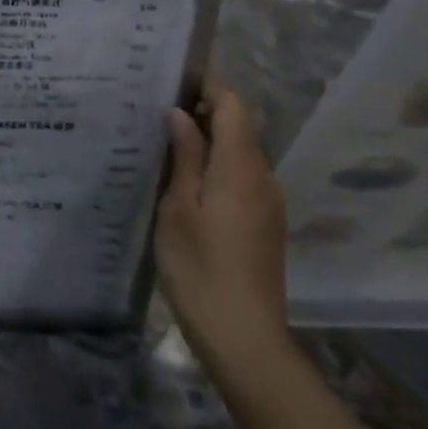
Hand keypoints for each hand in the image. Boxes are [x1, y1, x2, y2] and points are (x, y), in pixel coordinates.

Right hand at [156, 87, 292, 375]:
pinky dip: (219, 171)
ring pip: (241, 155)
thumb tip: (180, 113)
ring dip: (209, 146)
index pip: (234, 105)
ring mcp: (270, 203)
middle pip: (239, 128)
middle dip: (203, 118)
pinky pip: (244, 180)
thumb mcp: (177, 208)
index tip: (170, 94)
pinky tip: (190, 192)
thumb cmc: (200, 268)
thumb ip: (184, 156)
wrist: (244, 337)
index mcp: (240, 167)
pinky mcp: (267, 224)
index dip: (206, 90)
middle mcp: (263, 177)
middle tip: (157, 126)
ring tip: (167, 157)